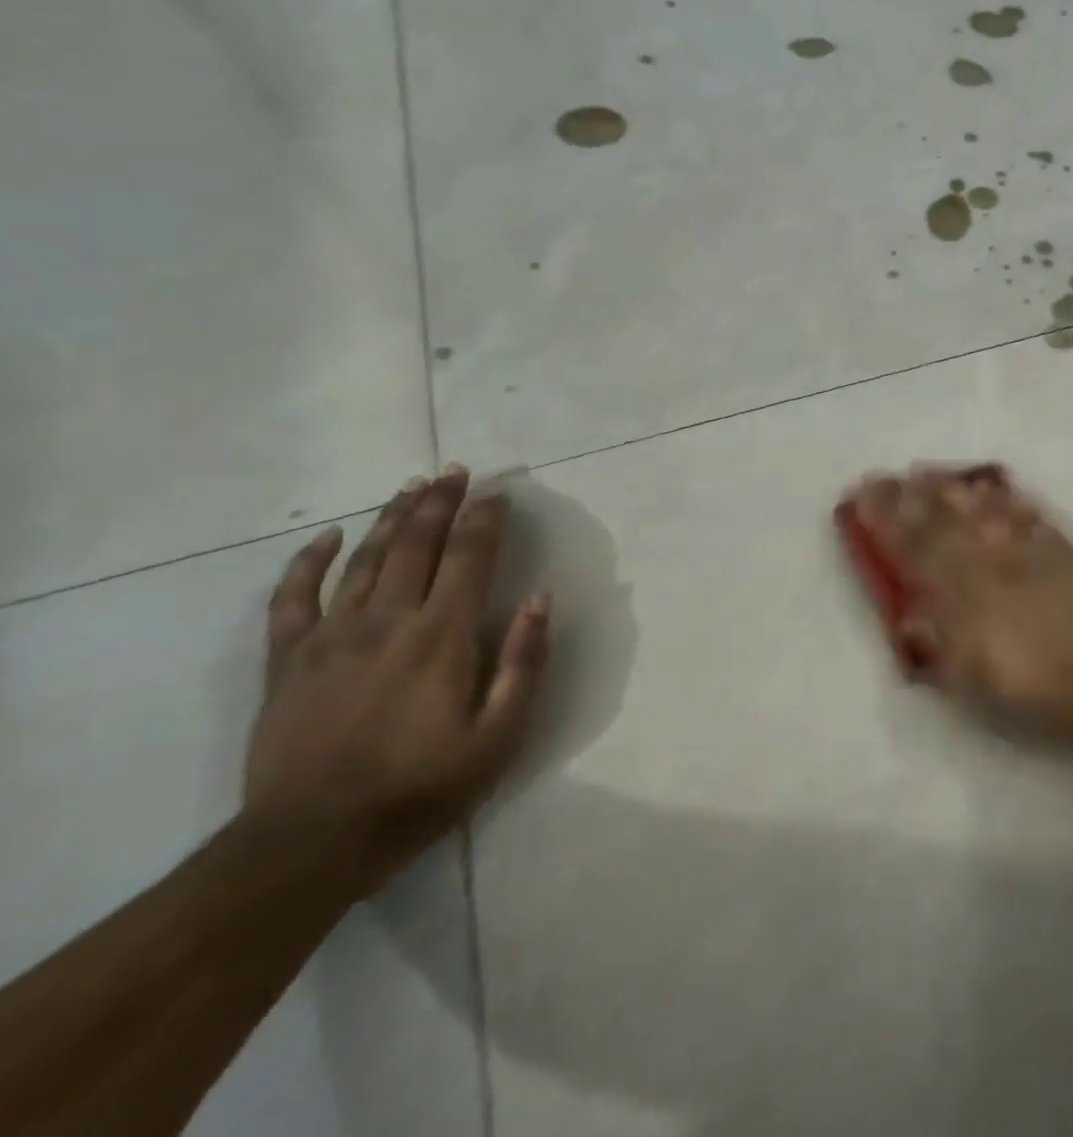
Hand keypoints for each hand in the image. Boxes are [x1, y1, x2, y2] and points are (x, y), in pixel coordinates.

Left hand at [244, 466, 550, 890]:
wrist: (311, 842)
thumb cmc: (422, 787)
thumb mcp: (499, 735)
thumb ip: (524, 663)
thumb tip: (540, 599)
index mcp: (441, 636)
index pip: (470, 557)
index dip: (486, 520)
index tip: (500, 494)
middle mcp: (387, 621)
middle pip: (416, 545)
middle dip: (440, 503)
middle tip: (456, 472)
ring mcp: (331, 637)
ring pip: (364, 559)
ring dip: (390, 518)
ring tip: (411, 487)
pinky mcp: (289, 660)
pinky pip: (293, 598)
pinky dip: (308, 562)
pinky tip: (325, 538)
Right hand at [844, 464, 1072, 743]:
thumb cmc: (1046, 693)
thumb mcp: (980, 686)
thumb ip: (941, 646)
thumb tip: (911, 614)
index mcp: (967, 599)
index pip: (916, 551)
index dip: (886, 524)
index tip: (861, 500)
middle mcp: (992, 565)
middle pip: (942, 522)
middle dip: (907, 498)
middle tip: (882, 476)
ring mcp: (1028, 552)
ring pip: (980, 509)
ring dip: (948, 488)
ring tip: (924, 470)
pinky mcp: (1060, 548)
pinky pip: (1024, 512)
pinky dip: (1002, 496)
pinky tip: (989, 485)